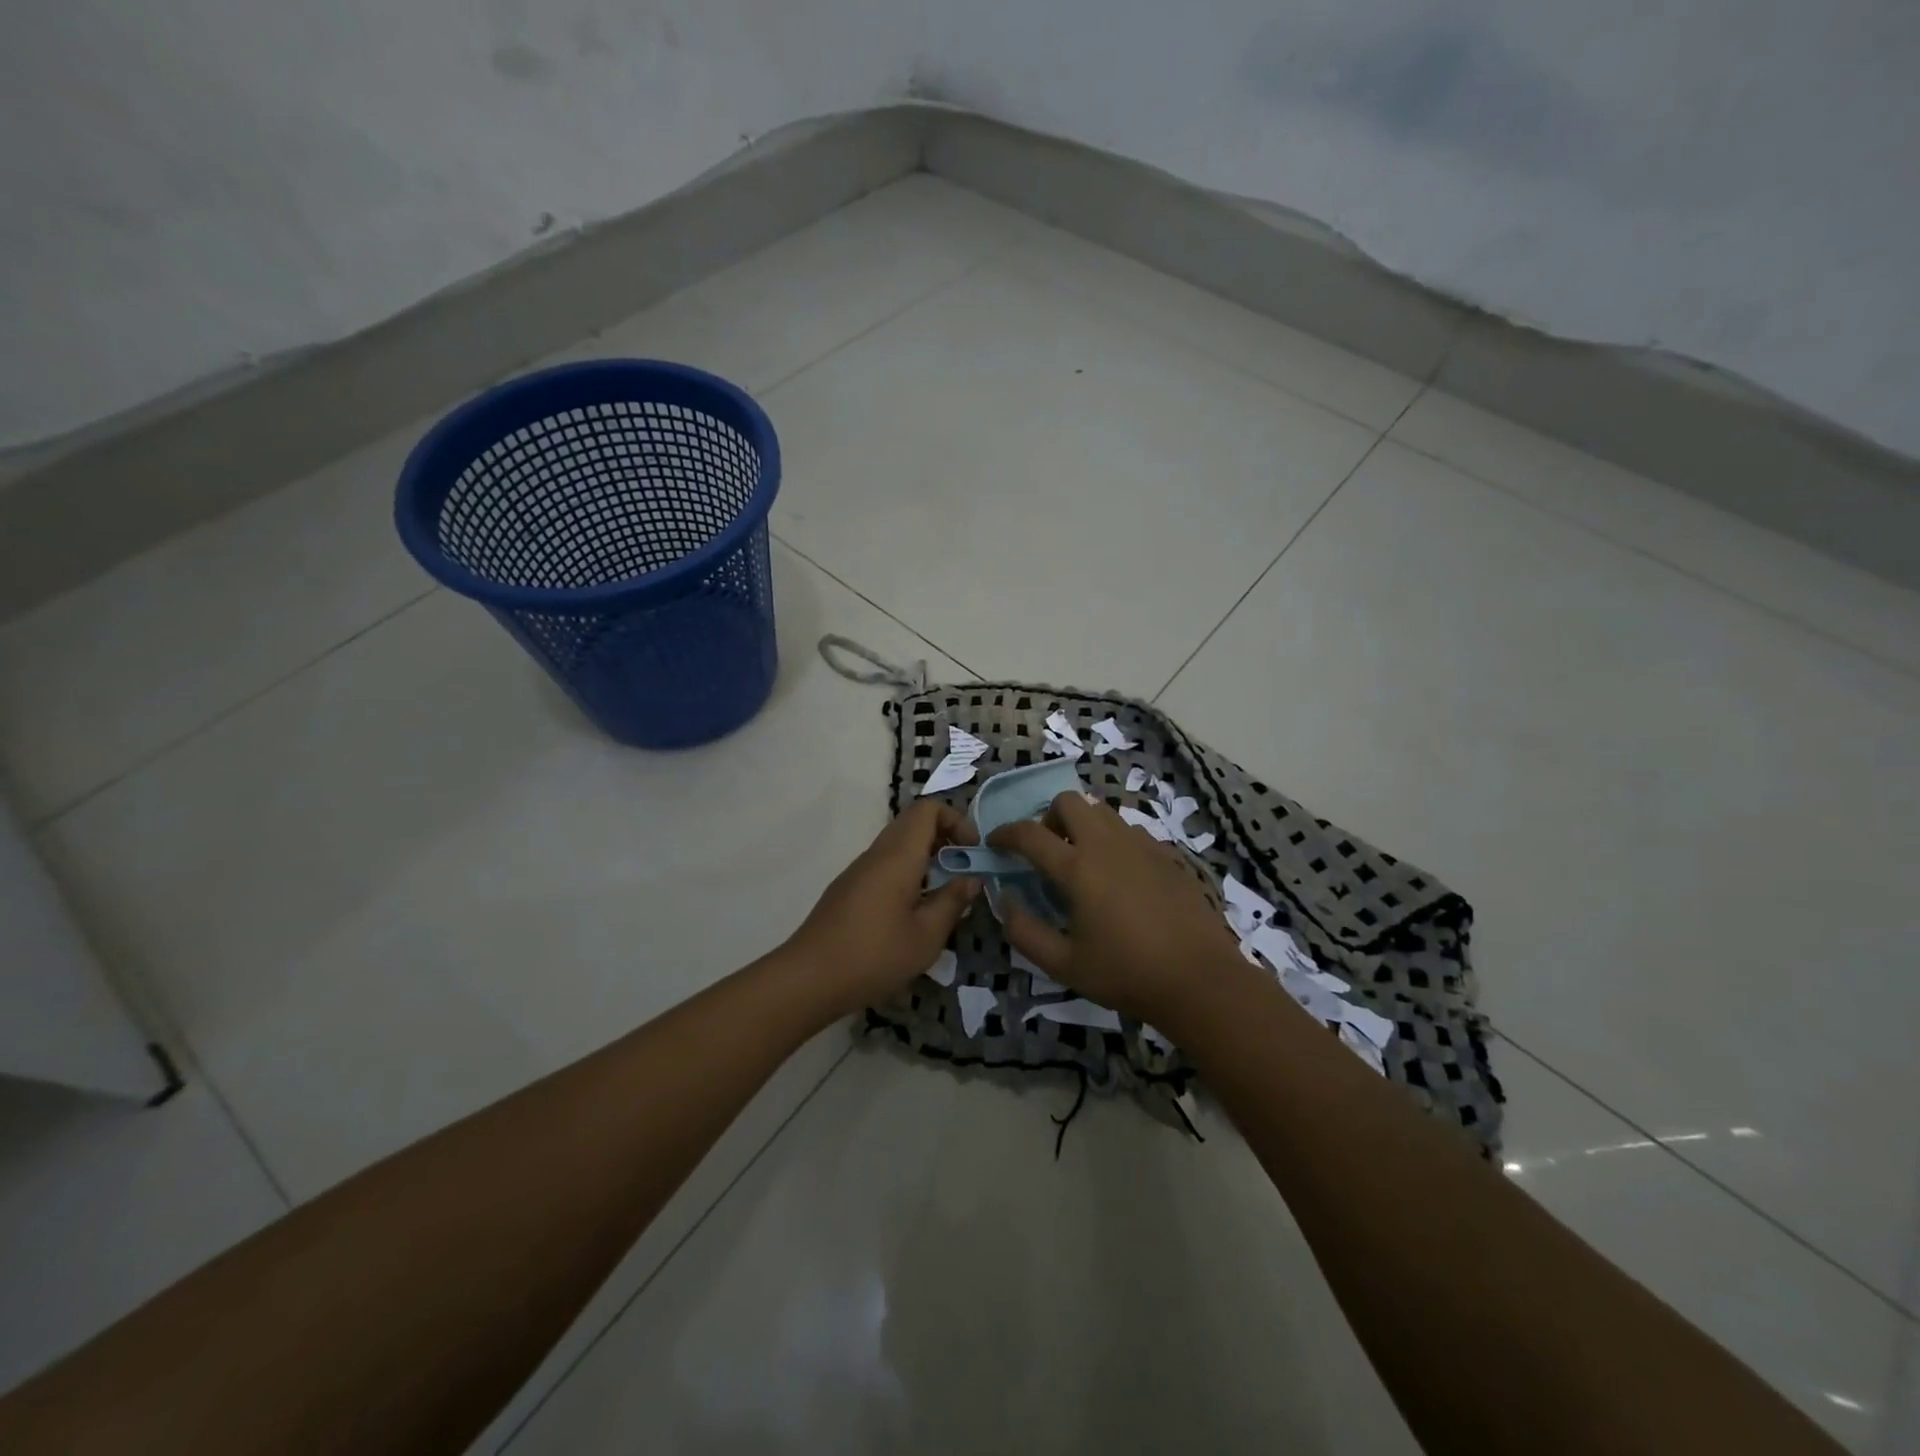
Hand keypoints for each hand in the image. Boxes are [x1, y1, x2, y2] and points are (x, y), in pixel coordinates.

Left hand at [783, 801, 979, 1019]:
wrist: (808, 979)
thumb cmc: (874, 955)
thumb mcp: (926, 936)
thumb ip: (952, 902)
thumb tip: (972, 880)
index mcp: (898, 856)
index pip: (928, 809)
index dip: (956, 820)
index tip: (973, 851)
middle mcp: (877, 854)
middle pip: (913, 823)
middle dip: (944, 838)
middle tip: (964, 869)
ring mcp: (858, 871)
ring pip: (897, 845)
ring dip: (925, 858)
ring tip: (944, 894)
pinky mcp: (848, 890)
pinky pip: (884, 865)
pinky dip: (907, 873)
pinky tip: (913, 912)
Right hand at [989, 792, 1241, 1023]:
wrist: (1200, 980)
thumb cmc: (1126, 974)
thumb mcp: (1064, 965)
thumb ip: (1025, 932)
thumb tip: (1004, 900)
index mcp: (1078, 868)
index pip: (1029, 833)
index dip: (1004, 833)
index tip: (994, 842)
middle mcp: (1108, 844)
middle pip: (1069, 801)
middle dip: (1048, 817)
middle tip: (1048, 851)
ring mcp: (1142, 845)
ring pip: (1102, 811)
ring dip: (1082, 825)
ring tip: (1083, 862)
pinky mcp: (1167, 855)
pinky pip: (1130, 831)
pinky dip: (1113, 841)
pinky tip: (1120, 877)